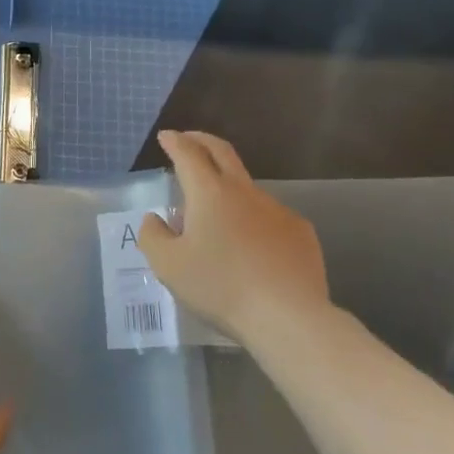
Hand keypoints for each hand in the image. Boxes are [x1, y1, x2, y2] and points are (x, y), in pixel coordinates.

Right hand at [138, 130, 338, 345]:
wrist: (287, 316)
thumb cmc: (220, 287)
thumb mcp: (168, 266)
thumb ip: (153, 236)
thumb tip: (155, 219)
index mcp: (209, 193)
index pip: (188, 154)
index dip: (175, 142)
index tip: (166, 137)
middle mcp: (244, 192)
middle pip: (222, 153)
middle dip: (202, 141)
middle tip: (189, 140)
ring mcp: (277, 209)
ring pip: (246, 189)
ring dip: (227, 188)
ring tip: (214, 215)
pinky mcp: (300, 232)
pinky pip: (269, 217)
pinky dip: (253, 220)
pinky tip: (250, 247)